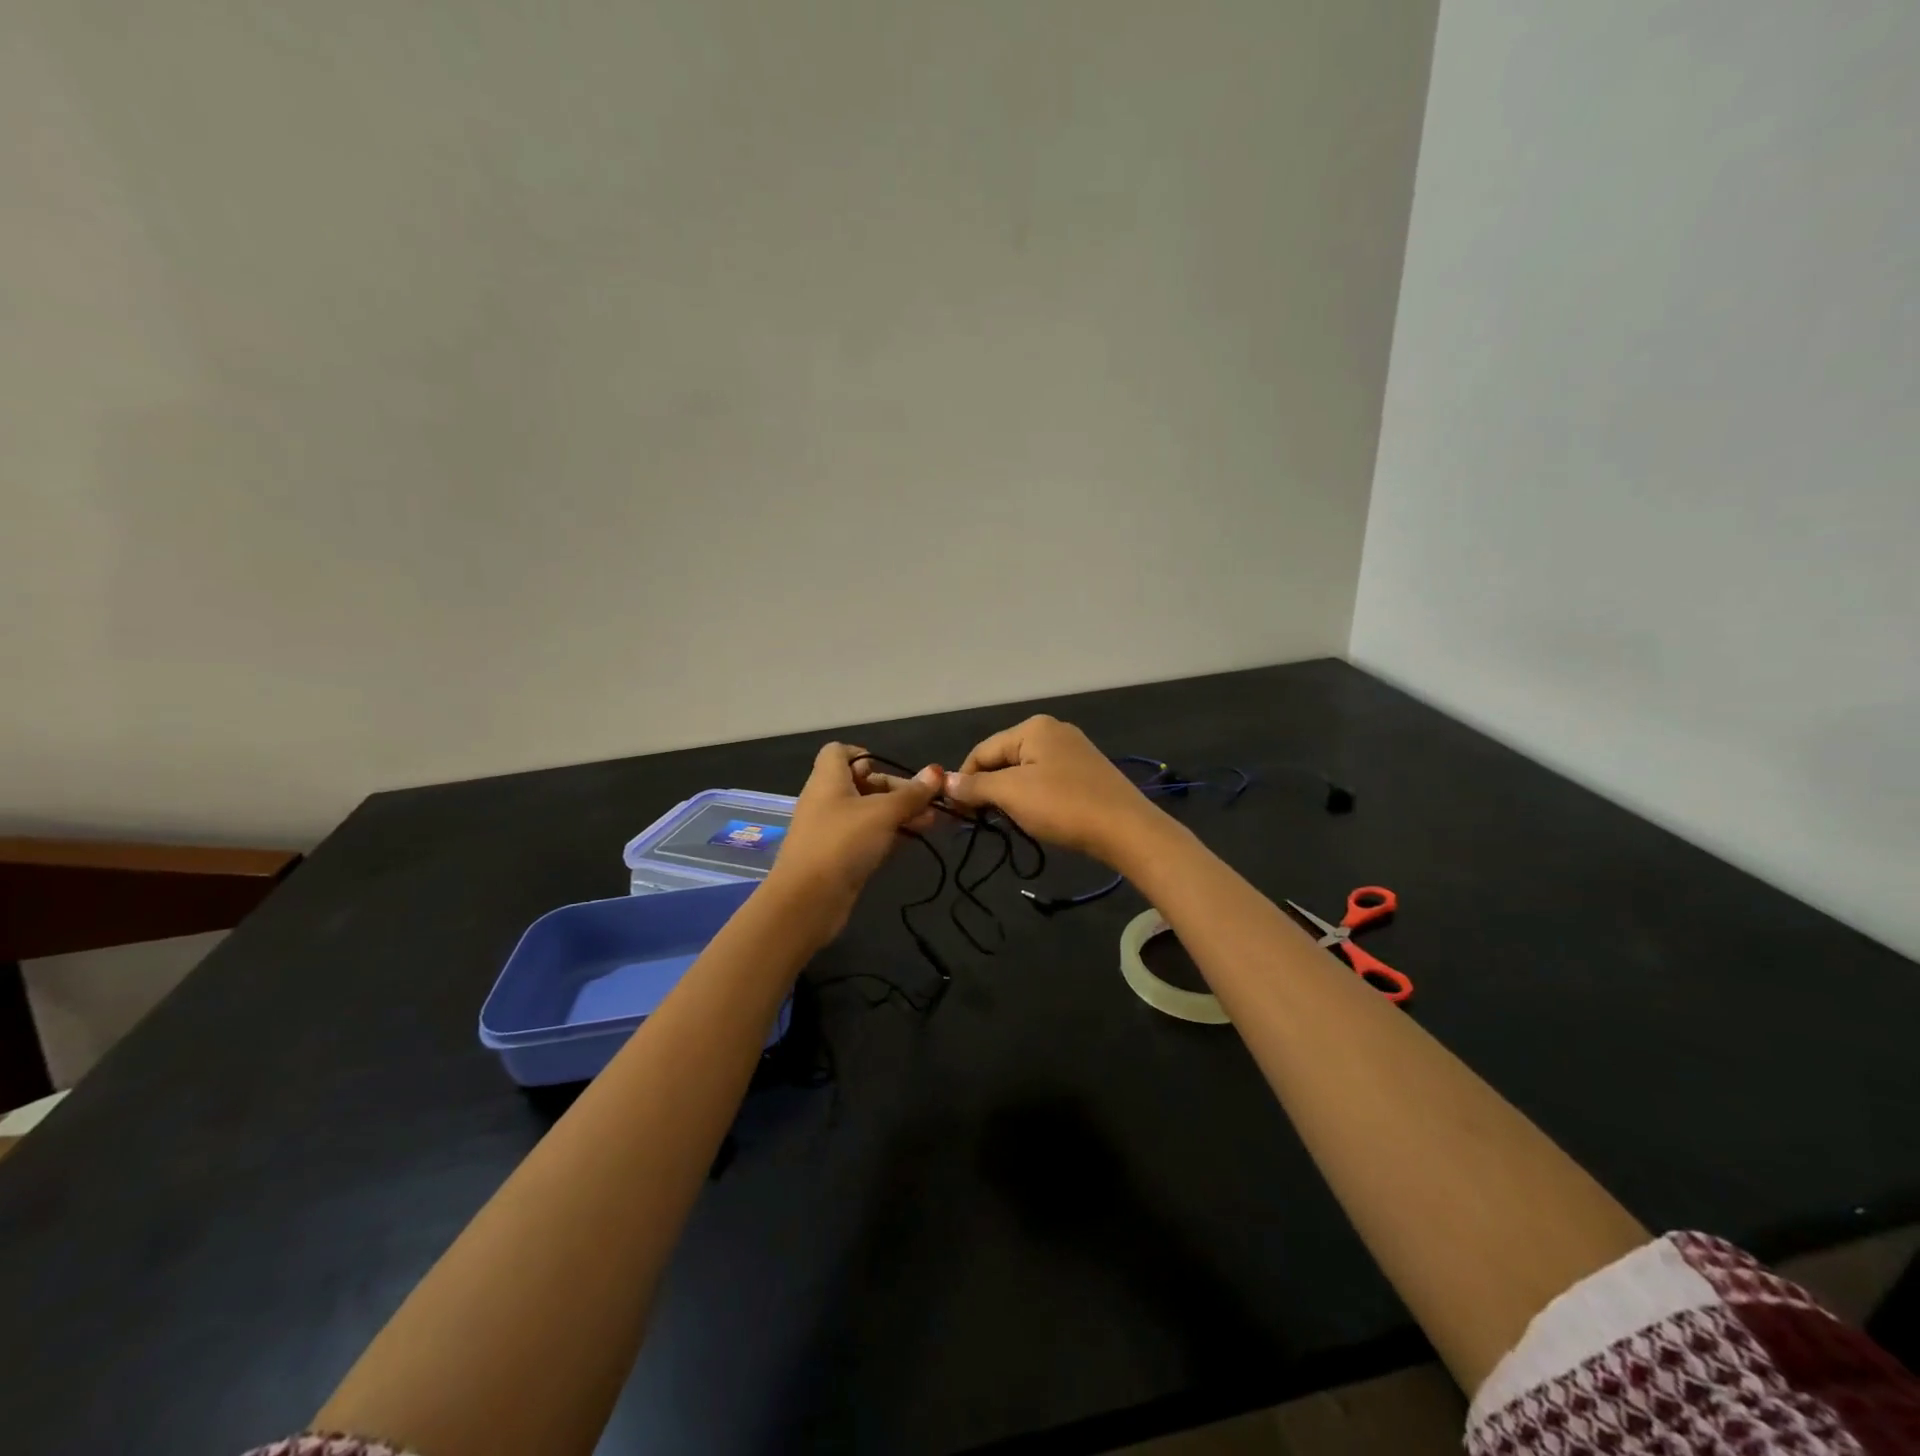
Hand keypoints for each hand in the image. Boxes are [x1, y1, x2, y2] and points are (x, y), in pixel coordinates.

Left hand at [766, 742, 941, 933]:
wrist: (808, 901)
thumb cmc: (842, 843)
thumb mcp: (882, 813)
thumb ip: (911, 794)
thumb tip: (937, 771)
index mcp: (828, 780)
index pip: (839, 752)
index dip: (866, 754)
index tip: (892, 768)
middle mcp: (827, 800)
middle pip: (863, 783)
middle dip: (897, 790)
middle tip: (929, 802)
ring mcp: (832, 830)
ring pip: (869, 813)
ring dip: (899, 814)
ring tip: (933, 822)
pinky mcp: (840, 857)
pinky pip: (868, 837)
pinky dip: (889, 835)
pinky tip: (915, 840)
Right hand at [942, 715, 1164, 864]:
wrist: (1126, 829)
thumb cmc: (1062, 805)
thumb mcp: (1011, 794)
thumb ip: (975, 786)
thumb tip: (944, 781)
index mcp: (1032, 727)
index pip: (982, 751)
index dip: (964, 781)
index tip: (957, 812)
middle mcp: (1053, 730)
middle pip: (1003, 758)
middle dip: (989, 788)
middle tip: (984, 819)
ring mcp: (1073, 750)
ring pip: (1024, 771)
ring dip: (1011, 795)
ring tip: (1011, 820)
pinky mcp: (1087, 772)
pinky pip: (1046, 780)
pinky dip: (1034, 797)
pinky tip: (1038, 816)